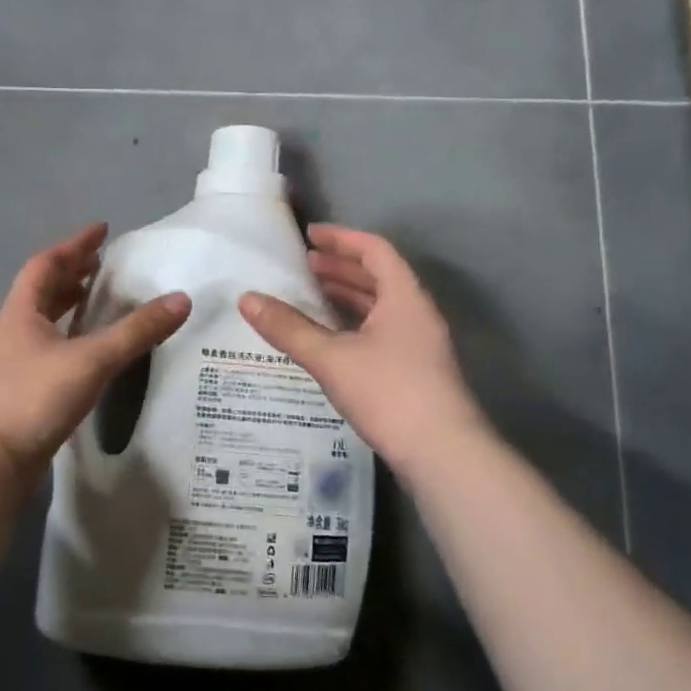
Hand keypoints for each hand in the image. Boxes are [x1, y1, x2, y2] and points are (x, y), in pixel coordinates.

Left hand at [0, 224, 191, 476]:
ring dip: (70, 307)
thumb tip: (181, 299)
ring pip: (45, 323)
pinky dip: (72, 341)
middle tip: (104, 265)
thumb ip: (135, 331)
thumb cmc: (30, 398)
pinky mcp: (22, 393)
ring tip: (101, 302)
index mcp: (21, 313)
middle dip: (73, 274)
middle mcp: (14, 332)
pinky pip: (51, 352)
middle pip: (43, 291)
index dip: (74, 245)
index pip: (46, 265)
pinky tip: (91, 354)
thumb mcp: (90, 360)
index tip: (101, 230)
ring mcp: (14, 364)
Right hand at [239, 225, 486, 470]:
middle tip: (303, 266)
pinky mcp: (415, 371)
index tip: (309, 236)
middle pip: (378, 276)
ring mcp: (419, 344)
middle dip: (340, 268)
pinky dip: (353, 325)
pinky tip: (329, 339)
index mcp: (404, 297)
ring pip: (380, 307)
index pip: (374, 250)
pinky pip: (380, 331)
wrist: (443, 454)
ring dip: (346, 297)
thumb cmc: (389, 393)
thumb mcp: (331, 358)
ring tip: (310, 296)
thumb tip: (246, 299)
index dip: (341, 238)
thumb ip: (289, 328)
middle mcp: (416, 313)